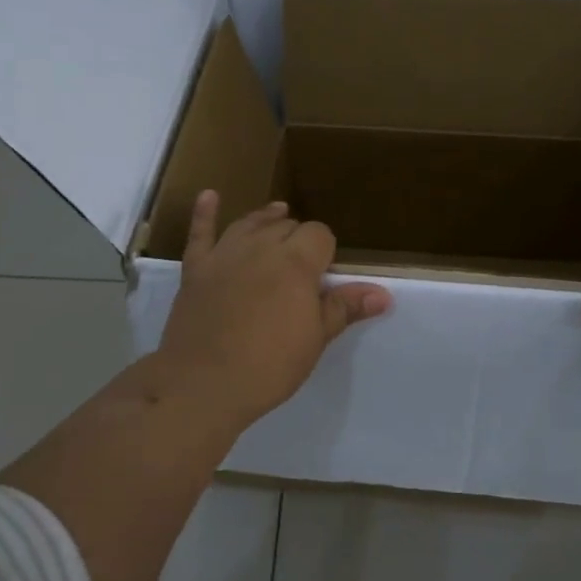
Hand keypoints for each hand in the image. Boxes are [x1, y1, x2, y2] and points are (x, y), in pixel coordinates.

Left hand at [156, 192, 390, 426]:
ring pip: (250, 223)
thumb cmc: (269, 365)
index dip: (325, 251)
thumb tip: (384, 294)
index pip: (319, 234)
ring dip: (266, 219)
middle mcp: (261, 247)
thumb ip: (345, 307)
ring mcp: (224, 255)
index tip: (325, 275)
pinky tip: (210, 196)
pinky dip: (205, 213)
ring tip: (277, 215)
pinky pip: (200, 233)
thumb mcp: (315, 339)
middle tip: (301, 267)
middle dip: (297, 238)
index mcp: (296, 262)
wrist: (203, 384)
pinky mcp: (196, 268)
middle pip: (286, 226)